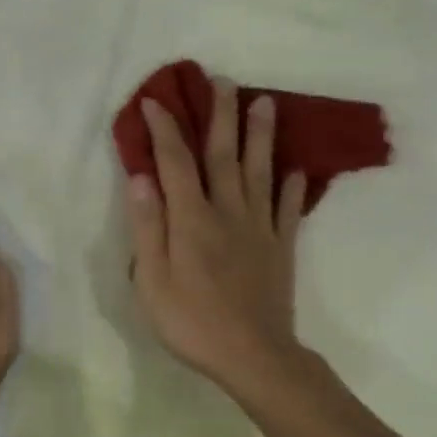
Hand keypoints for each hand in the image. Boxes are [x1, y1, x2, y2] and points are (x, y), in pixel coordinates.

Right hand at [124, 76, 308, 398]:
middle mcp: (228, 212)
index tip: (155, 100)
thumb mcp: (152, 280)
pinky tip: (295, 168)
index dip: (165, 128)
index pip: (175, 162)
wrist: (254, 356)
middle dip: (222, 115)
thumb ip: (148, 227)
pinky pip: (288, 209)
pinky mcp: (282, 247)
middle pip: (224, 155)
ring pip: (260, 172)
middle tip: (223, 80)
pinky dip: (291, 187)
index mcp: (192, 219)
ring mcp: (260, 228)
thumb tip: (141, 177)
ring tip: (266, 103)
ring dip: (262, 135)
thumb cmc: (192, 321)